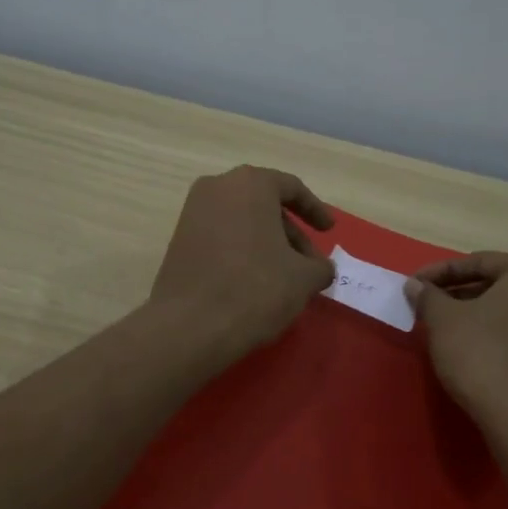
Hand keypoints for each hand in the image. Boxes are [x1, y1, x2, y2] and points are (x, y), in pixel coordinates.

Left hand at [149, 166, 335, 357]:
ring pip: (242, 222)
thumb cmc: (256, 287)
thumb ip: (320, 266)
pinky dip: (242, 252)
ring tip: (285, 278)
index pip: (291, 188)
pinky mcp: (178, 241)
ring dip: (267, 244)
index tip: (329, 230)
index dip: (315, 210)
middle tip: (309, 264)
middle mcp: (217, 188)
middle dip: (291, 234)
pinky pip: (221, 237)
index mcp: (250, 184)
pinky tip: (255, 283)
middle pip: (264, 205)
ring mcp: (193, 213)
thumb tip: (320, 268)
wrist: (191, 325)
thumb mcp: (303, 278)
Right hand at [405, 253, 507, 426]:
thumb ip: (428, 296)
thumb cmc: (484, 354)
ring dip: (473, 318)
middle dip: (457, 295)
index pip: (477, 262)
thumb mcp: (444, 320)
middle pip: (495, 286)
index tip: (413, 286)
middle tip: (426, 307)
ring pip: (506, 314)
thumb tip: (415, 285)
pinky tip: (469, 356)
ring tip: (442, 332)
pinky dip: (492, 340)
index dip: (439, 273)